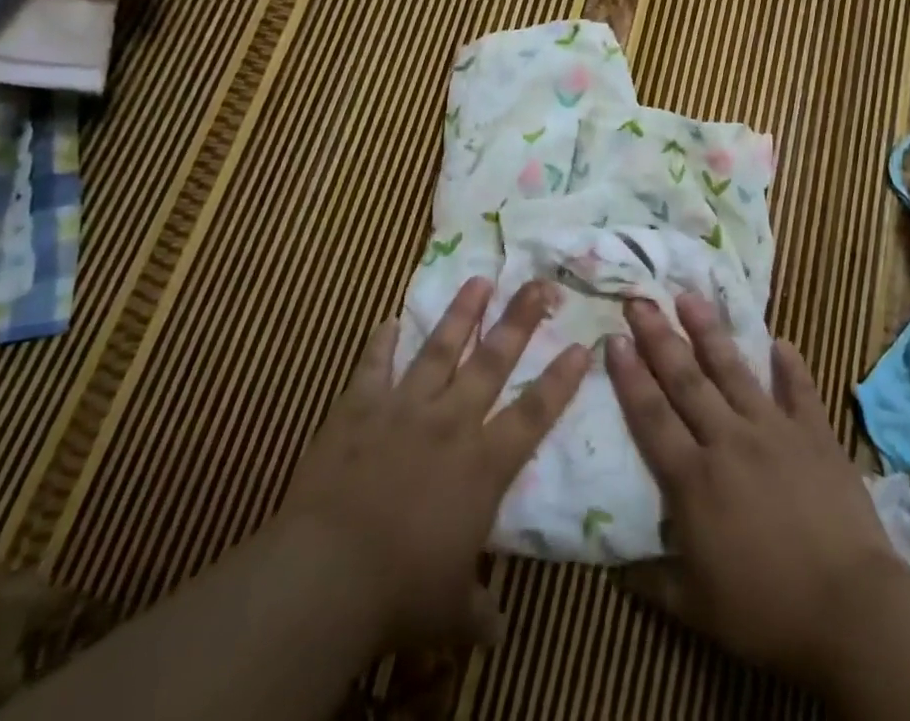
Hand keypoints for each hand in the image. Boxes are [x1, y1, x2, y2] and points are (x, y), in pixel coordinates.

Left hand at [273, 277, 590, 653]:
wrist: (327, 572)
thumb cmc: (400, 592)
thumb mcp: (451, 613)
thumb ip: (480, 610)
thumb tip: (498, 630)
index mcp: (482, 465)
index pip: (534, 413)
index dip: (560, 379)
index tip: (582, 344)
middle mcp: (451, 422)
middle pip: (493, 360)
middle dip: (519, 319)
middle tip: (538, 282)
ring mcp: (404, 408)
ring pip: (440, 348)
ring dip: (461, 313)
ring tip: (478, 279)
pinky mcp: (360, 408)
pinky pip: (373, 367)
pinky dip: (380, 343)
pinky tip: (387, 320)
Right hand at [607, 294, 905, 688]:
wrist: (852, 611)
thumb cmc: (768, 612)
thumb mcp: (698, 609)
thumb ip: (654, 581)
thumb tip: (615, 569)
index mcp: (694, 479)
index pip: (652, 416)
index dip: (630, 377)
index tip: (613, 338)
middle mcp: (728, 440)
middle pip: (686, 379)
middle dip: (658, 337)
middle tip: (639, 300)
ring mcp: (774, 431)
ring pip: (734, 371)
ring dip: (709, 332)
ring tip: (690, 296)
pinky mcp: (815, 435)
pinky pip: (800, 391)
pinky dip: (791, 366)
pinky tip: (782, 341)